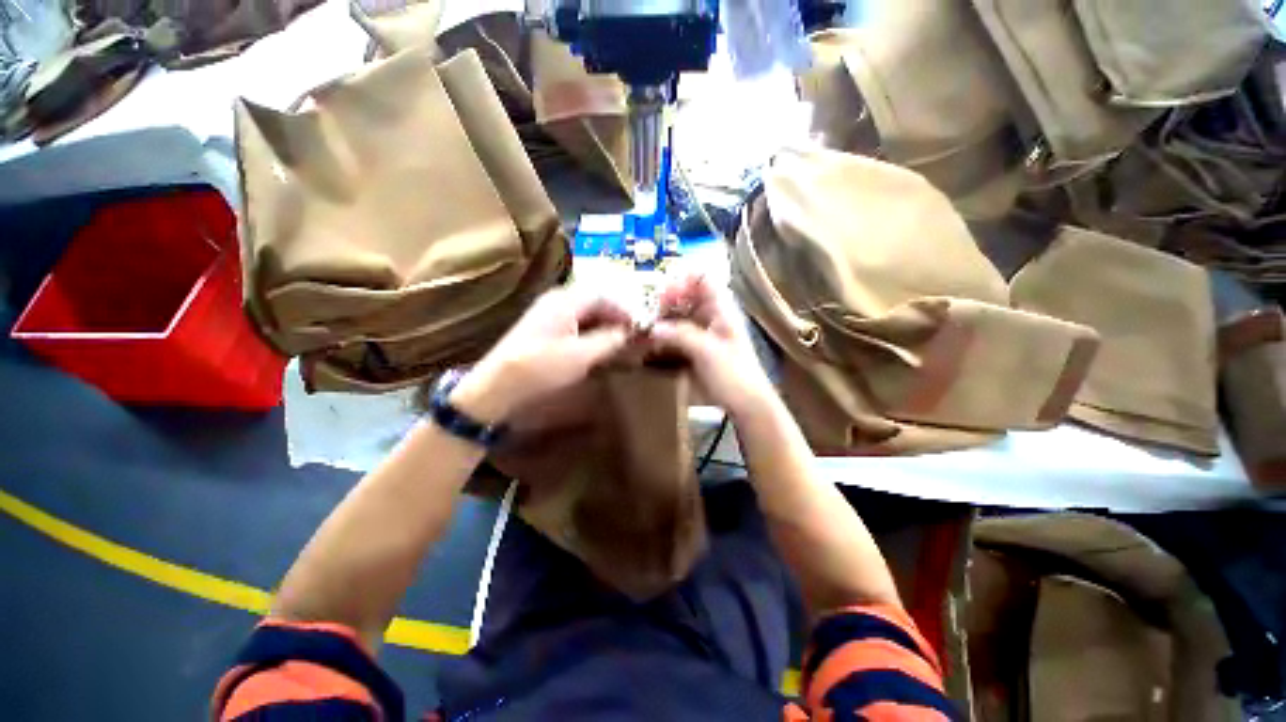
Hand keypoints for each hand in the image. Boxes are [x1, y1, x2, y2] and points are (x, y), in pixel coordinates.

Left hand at [451, 289, 632, 423]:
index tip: (640, 327)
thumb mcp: (581, 355)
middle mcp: (557, 300)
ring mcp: (548, 314)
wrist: (497, 386)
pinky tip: (598, 348)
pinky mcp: (544, 330)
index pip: (604, 295)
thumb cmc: (541, 367)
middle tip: (632, 336)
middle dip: (616, 318)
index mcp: (565, 300)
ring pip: (586, 314)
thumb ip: (610, 340)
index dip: (625, 310)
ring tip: (620, 343)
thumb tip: (633, 330)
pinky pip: (576, 325)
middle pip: (595, 303)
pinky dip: (592, 334)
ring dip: (605, 327)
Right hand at [649, 274, 776, 419]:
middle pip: (686, 297)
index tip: (662, 293)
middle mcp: (710, 317)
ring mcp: (701, 334)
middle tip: (647, 314)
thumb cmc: (734, 375)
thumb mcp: (708, 352)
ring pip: (678, 317)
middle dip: (666, 301)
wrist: (745, 405)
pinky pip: (675, 336)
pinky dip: (663, 336)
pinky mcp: (694, 350)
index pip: (703, 280)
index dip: (683, 280)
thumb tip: (653, 326)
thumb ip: (681, 335)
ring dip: (662, 319)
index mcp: (721, 310)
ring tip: (643, 327)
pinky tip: (649, 342)